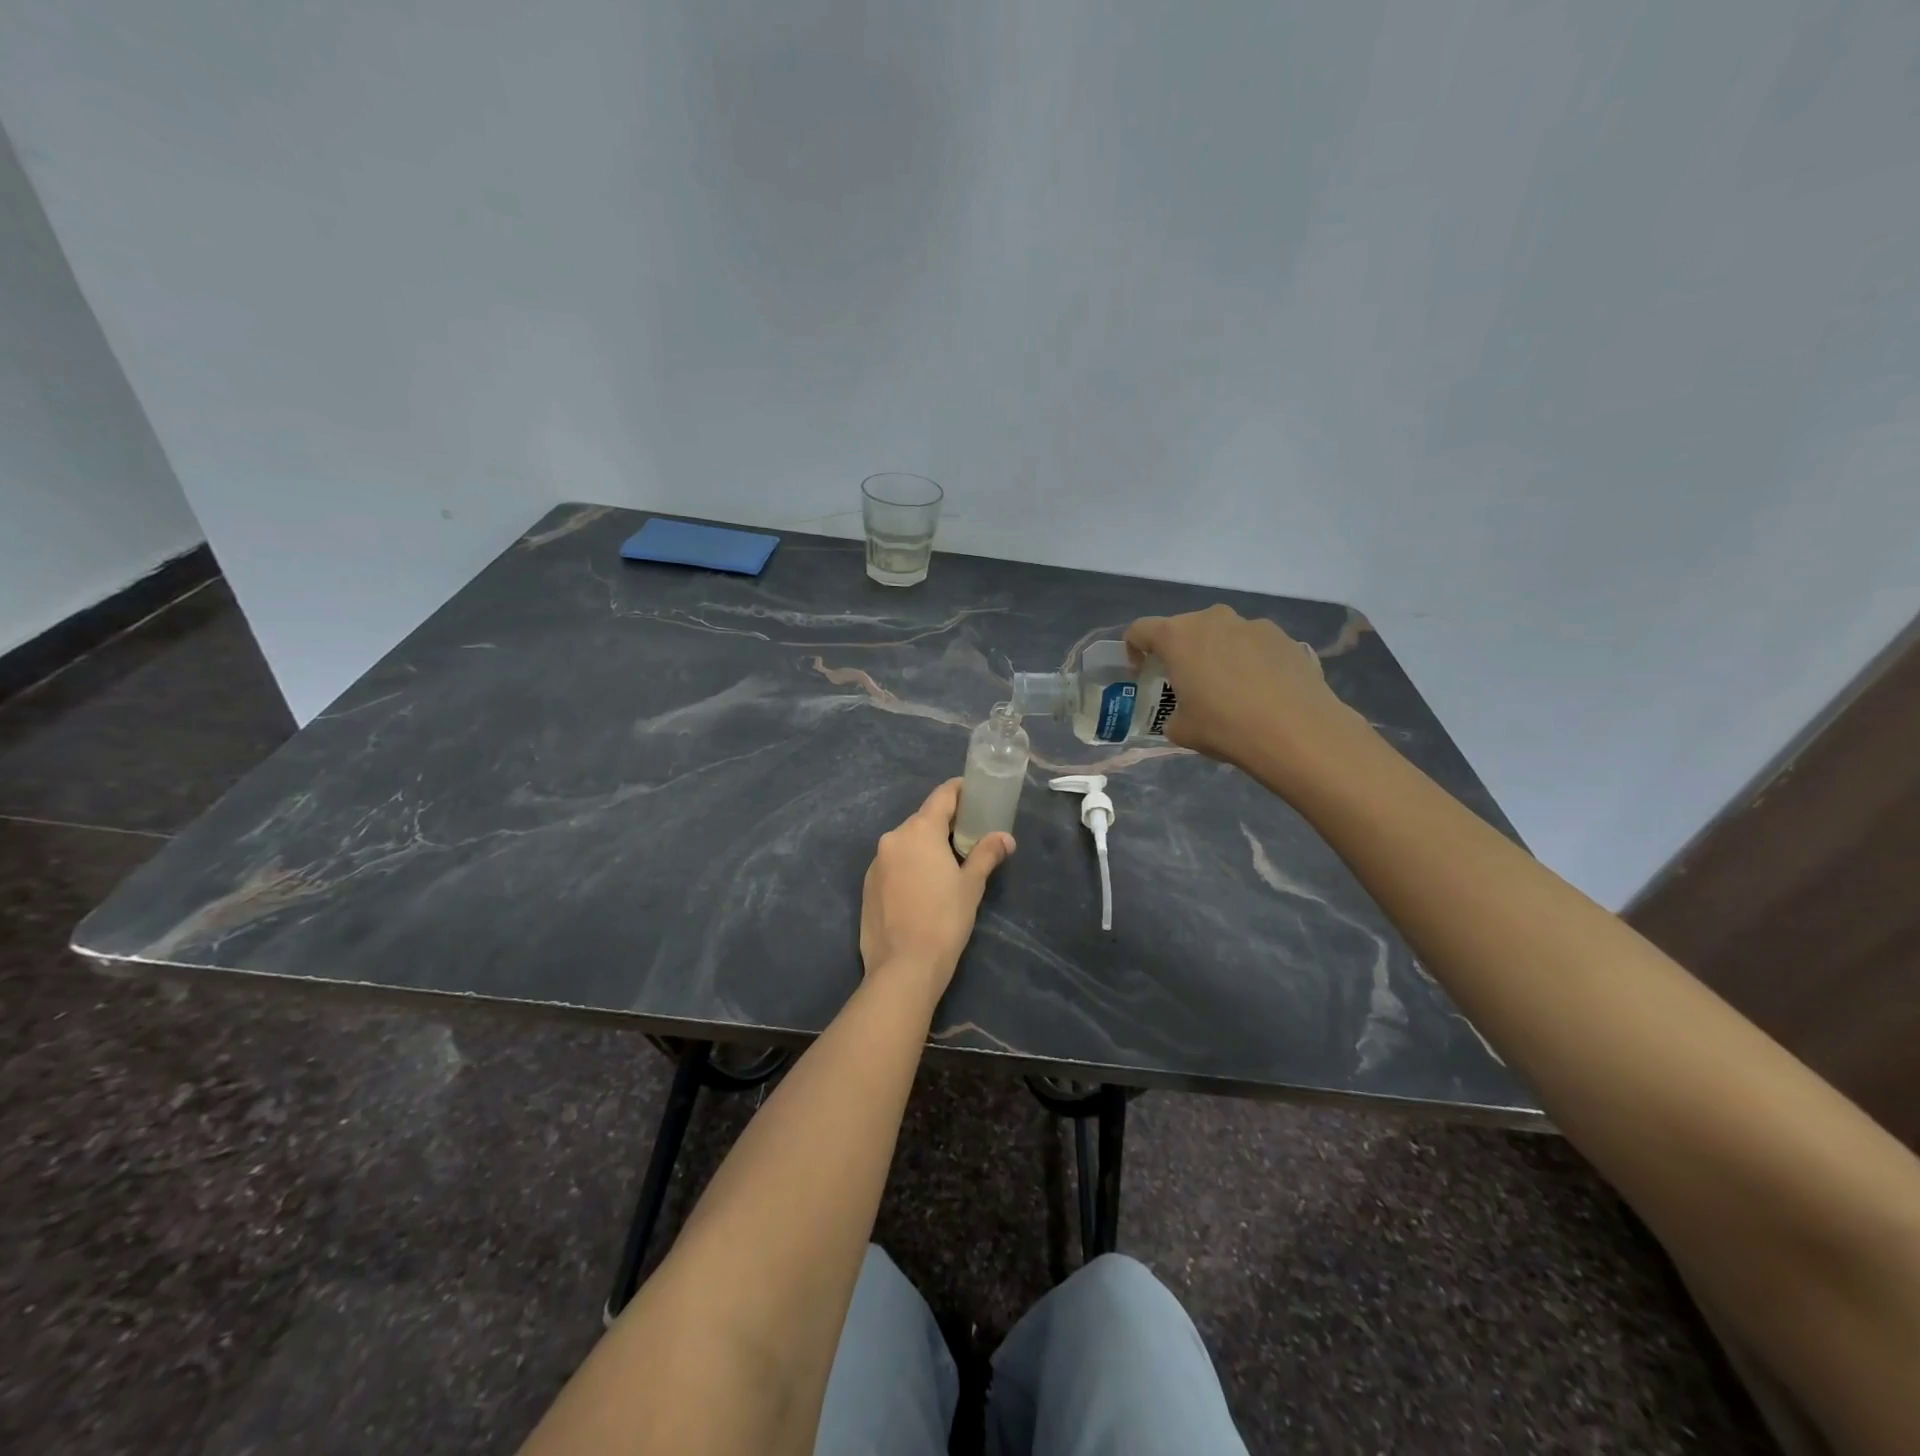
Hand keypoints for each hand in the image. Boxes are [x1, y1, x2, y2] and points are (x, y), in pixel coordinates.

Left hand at [859, 779, 1014, 1006]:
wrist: (903, 966)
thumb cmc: (944, 920)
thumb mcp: (971, 885)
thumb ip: (986, 854)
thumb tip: (1005, 838)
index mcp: (918, 831)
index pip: (942, 796)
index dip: (960, 791)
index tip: (975, 792)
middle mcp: (893, 839)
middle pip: (923, 820)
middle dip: (945, 823)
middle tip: (969, 834)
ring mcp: (876, 863)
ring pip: (906, 843)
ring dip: (926, 846)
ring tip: (948, 863)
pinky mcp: (867, 886)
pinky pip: (893, 864)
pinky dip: (909, 866)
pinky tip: (923, 887)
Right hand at [1125, 605, 1359, 774]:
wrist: (1297, 732)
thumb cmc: (1225, 727)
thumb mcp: (1181, 730)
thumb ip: (1173, 713)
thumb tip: (1185, 712)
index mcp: (1178, 636)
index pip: (1141, 630)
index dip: (1134, 649)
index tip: (1142, 672)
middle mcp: (1214, 620)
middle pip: (1185, 628)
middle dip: (1180, 652)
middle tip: (1187, 683)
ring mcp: (1254, 625)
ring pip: (1224, 635)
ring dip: (1218, 654)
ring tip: (1230, 690)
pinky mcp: (1286, 638)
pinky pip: (1255, 646)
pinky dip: (1250, 662)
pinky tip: (1261, 693)